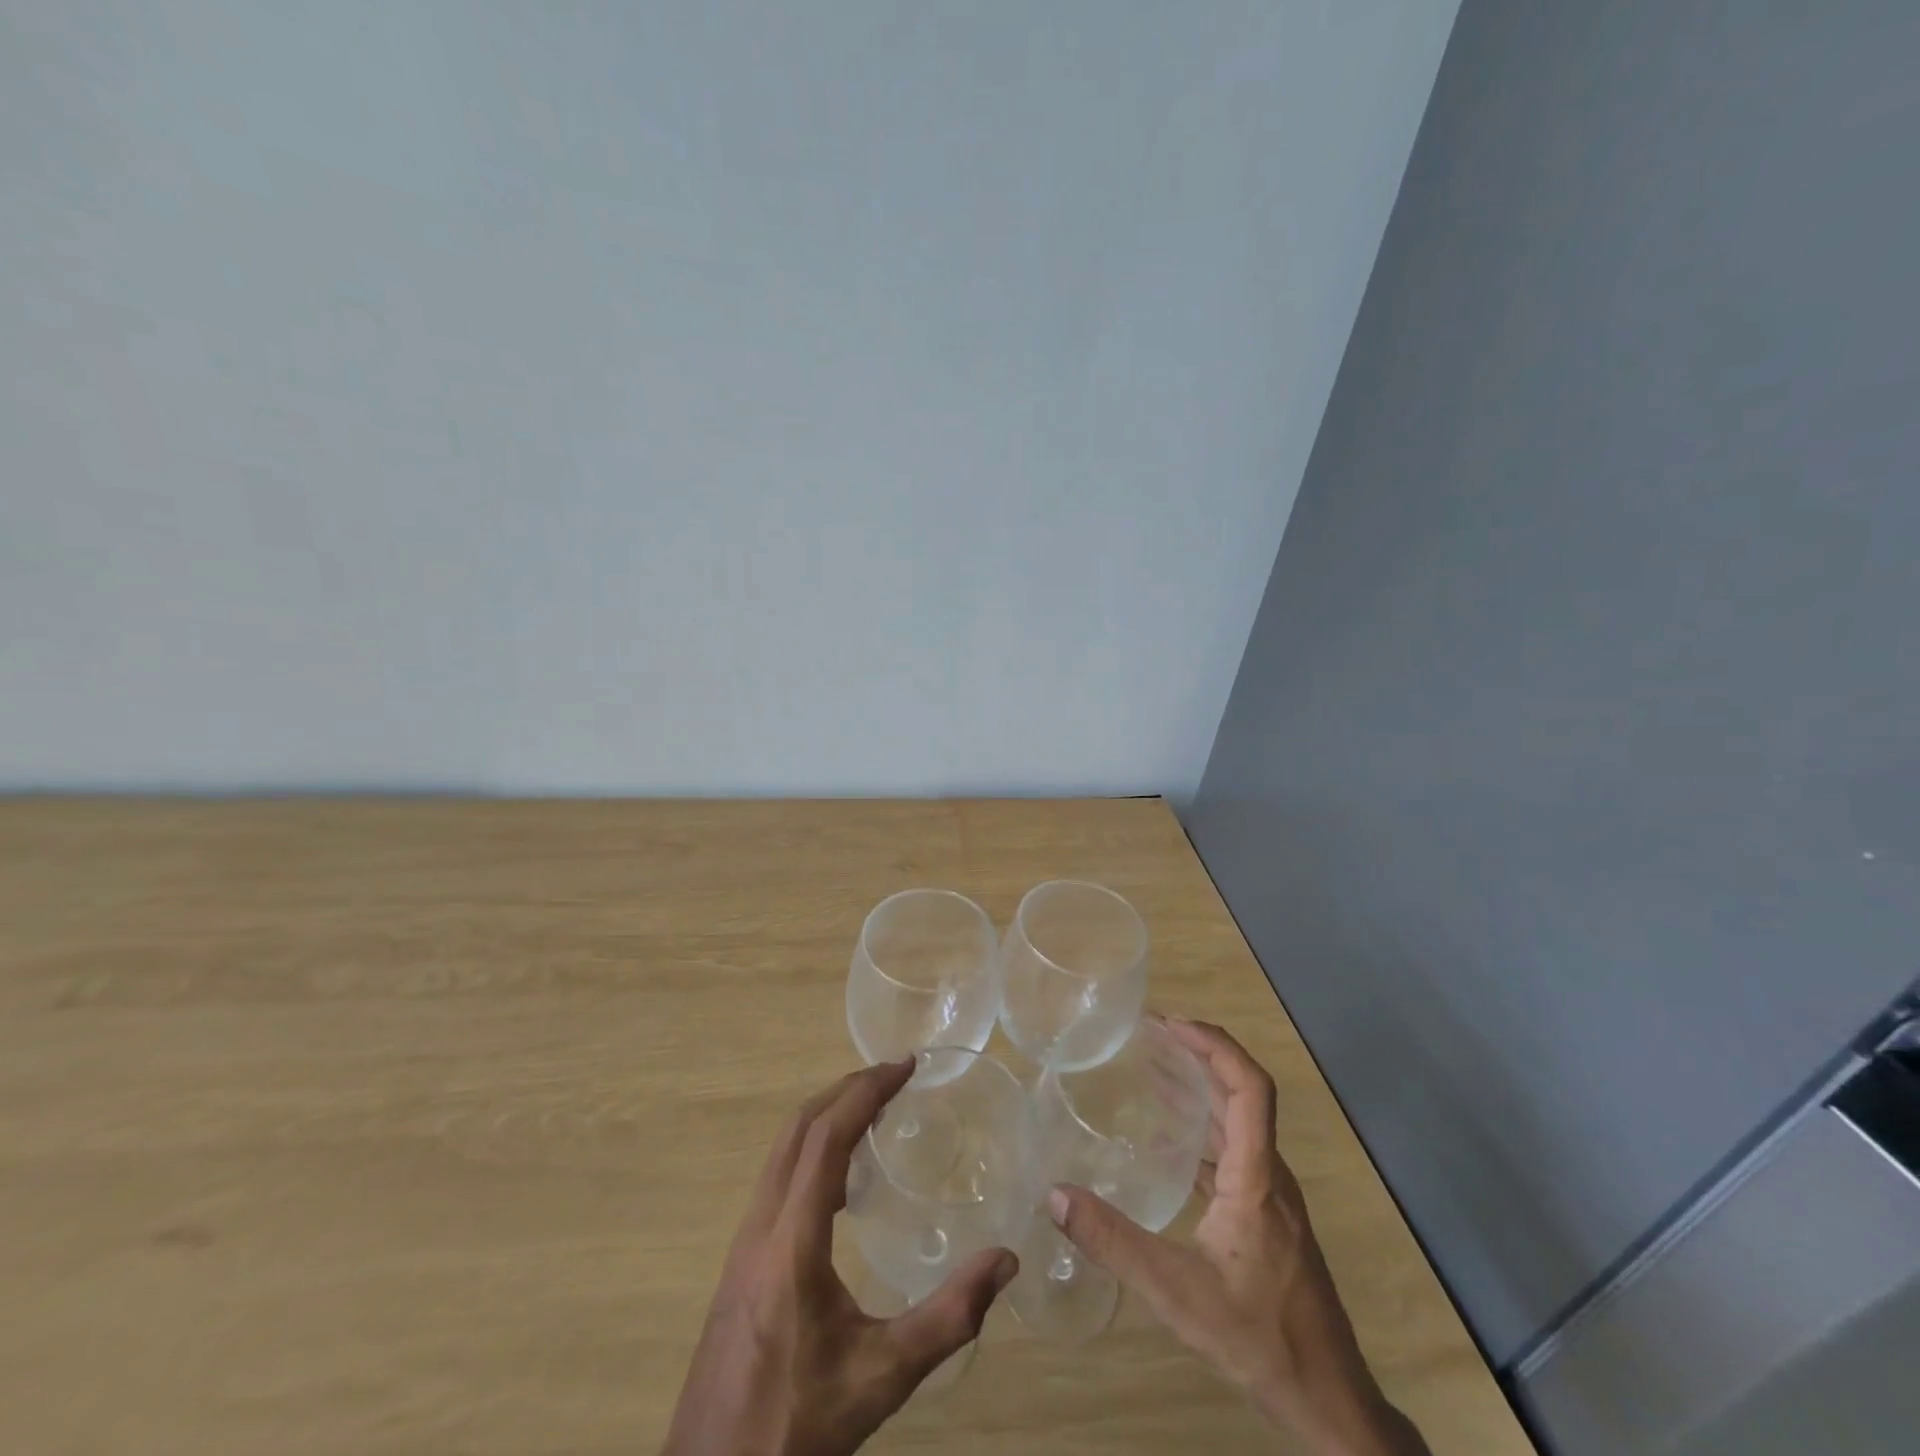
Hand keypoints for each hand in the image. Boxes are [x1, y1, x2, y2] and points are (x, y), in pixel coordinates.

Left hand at [661, 1059, 1018, 1455]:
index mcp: (791, 1240)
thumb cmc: (796, 1423)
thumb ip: (947, 1320)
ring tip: (873, 1110)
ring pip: (782, 1150)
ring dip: (826, 1114)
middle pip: (798, 1128)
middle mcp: (761, 1225)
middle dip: (846, 1089)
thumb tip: (1005, 1261)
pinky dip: (811, 1147)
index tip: (905, 1065)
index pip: (826, 1136)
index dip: (866, 1091)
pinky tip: (840, 1177)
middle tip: (894, 1076)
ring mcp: (743, 1241)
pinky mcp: (739, 1260)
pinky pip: (777, 1176)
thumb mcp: (881, 1378)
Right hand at [1048, 1019, 1429, 1455]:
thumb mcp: (1178, 1294)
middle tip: (1149, 1036)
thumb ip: (1115, 1244)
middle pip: (1241, 1094)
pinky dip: (1201, 1128)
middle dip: (1198, 1055)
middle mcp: (1270, 1174)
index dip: (1214, 1046)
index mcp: (1257, 1177)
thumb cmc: (1260, 1339)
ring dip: (1199, 1089)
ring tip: (1151, 1069)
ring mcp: (1272, 1195)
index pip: (1249, 1088)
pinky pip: (1233, 1151)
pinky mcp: (1267, 1216)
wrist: (1329, 1403)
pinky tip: (1165, 1140)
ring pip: (1237, 1122)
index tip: (1171, 1025)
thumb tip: (1055, 1195)